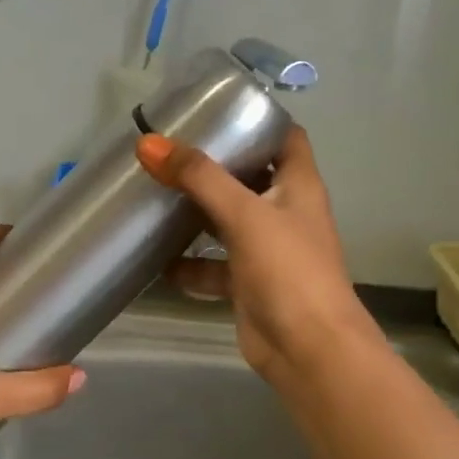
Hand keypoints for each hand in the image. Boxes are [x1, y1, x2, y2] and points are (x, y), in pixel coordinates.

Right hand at [136, 126, 382, 385]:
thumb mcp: (244, 214)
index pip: (285, 137)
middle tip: (168, 149)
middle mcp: (285, 212)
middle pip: (248, 176)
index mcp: (298, 185)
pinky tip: (157, 260)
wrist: (308, 350)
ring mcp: (267, 250)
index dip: (258, 119)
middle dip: (212, 165)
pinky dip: (189, 263)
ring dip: (196, 213)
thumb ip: (198, 177)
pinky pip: (213, 266)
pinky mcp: (248, 284)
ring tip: (153, 195)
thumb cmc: (288, 269)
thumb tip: (149, 143)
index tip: (215, 108)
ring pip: (227, 221)